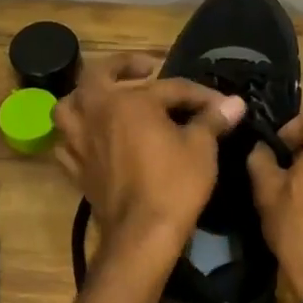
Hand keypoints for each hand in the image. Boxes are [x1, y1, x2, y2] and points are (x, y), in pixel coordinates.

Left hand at [53, 53, 245, 257]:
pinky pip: (67, 140)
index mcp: (127, 101)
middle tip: (145, 70)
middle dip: (122, 67)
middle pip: (99, 76)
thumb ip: (212, 119)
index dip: (198, 94)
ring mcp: (78, 141)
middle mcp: (95, 112)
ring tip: (108, 101)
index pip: (169, 87)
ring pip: (70, 106)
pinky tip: (95, 139)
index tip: (221, 104)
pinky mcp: (74, 168)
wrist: (141, 235)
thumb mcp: (201, 147)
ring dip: (87, 98)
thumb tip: (235, 102)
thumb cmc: (173, 184)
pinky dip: (78, 134)